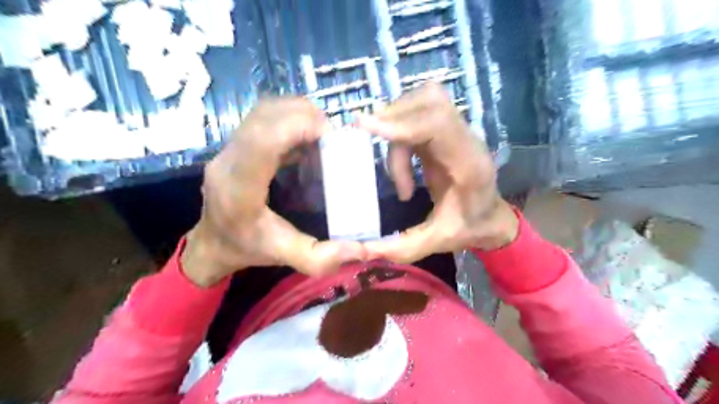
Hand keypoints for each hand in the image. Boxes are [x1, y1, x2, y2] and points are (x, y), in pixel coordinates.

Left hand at [182, 96, 366, 286]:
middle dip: (305, 117)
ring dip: (298, 114)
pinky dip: (290, 119)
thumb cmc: (247, 249)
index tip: (331, 136)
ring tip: (321, 135)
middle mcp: (228, 160)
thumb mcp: (284, 257)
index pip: (263, 141)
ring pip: (264, 111)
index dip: (298, 126)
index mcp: (239, 189)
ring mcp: (228, 148)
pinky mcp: (235, 143)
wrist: (211, 243)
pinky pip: (263, 117)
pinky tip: (306, 139)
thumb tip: (362, 249)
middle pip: (265, 116)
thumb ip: (321, 258)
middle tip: (333, 137)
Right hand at [358, 83, 517, 263]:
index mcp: (469, 164)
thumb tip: (361, 249)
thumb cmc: (470, 228)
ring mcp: (456, 131)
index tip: (366, 126)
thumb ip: (402, 246)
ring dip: (396, 130)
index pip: (438, 126)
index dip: (401, 123)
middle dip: (393, 120)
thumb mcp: (438, 241)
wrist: (491, 217)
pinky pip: (417, 115)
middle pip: (429, 102)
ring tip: (398, 178)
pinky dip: (399, 134)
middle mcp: (465, 140)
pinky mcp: (444, 131)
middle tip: (371, 144)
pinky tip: (401, 168)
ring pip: (421, 103)